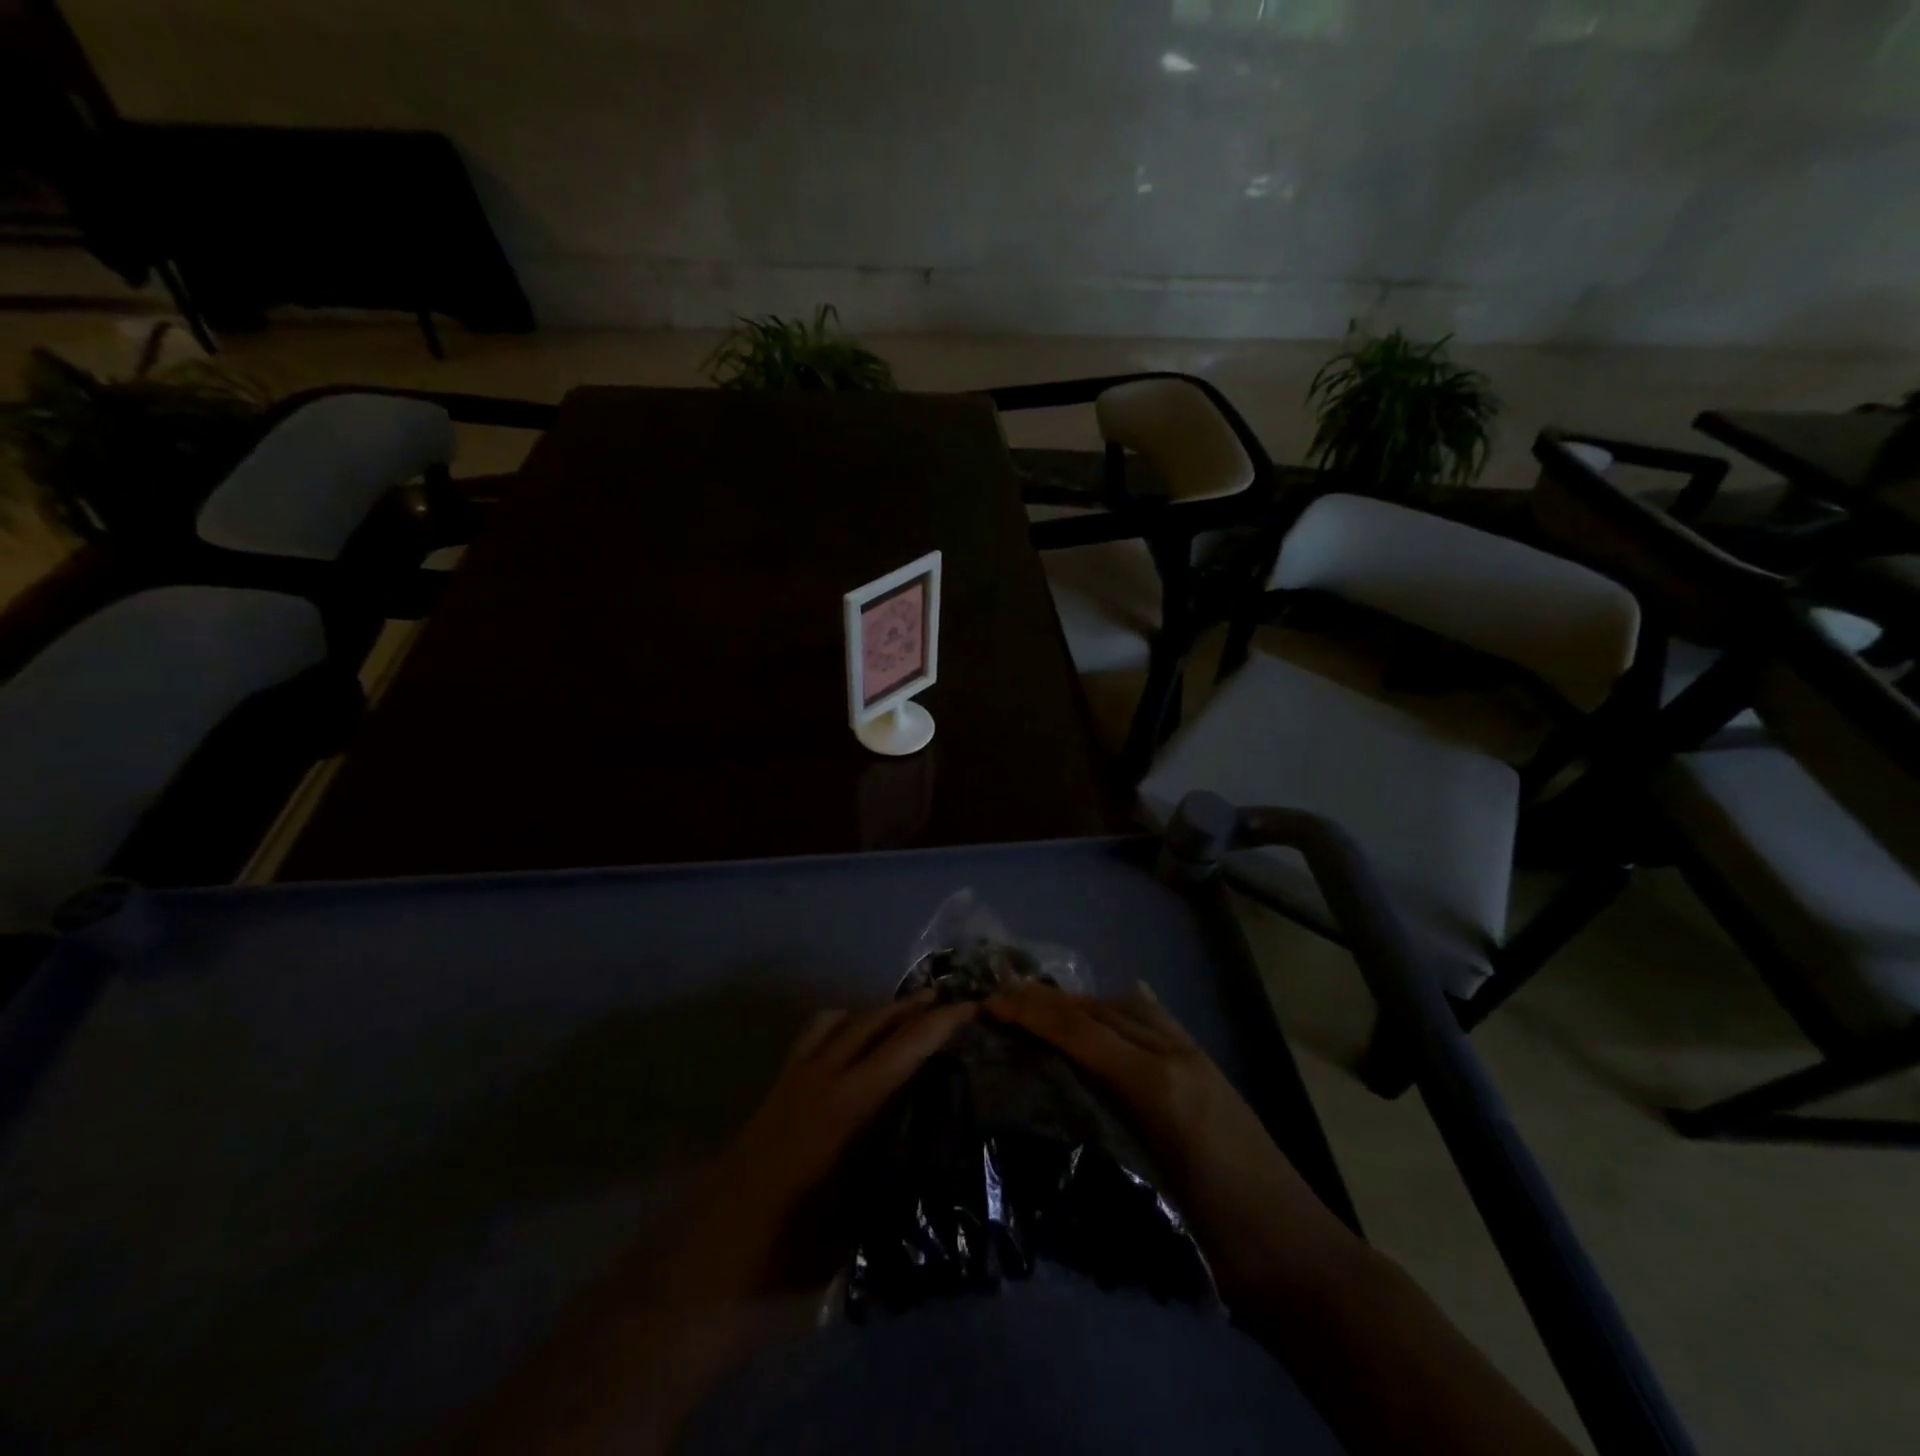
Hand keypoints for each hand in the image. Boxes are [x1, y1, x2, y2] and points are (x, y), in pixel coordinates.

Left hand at [670, 990, 976, 1300]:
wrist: (705, 1271)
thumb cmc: (789, 1255)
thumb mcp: (857, 1219)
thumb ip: (890, 1167)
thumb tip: (923, 1140)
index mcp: (846, 1109)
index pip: (904, 1050)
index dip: (940, 1025)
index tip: (971, 1008)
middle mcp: (819, 1080)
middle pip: (872, 1023)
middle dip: (911, 1007)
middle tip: (945, 1000)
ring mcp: (791, 1081)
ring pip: (839, 1021)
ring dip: (875, 1012)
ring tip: (902, 1014)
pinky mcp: (772, 1092)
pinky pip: (811, 1038)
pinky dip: (839, 1026)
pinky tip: (849, 1042)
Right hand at [983, 980, 1359, 1307]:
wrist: (1306, 1263)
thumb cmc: (1221, 1247)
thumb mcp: (1146, 1200)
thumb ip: (1096, 1140)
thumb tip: (1038, 1108)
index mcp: (1157, 1086)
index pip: (1082, 1031)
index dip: (1032, 1012)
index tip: (989, 1005)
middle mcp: (1175, 1056)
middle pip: (1100, 1010)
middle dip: (1047, 1001)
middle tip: (1003, 1003)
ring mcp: (1196, 1058)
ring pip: (1127, 1008)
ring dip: (1081, 1004)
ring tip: (1042, 1013)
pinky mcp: (1208, 1069)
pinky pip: (1155, 1020)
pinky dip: (1120, 1010)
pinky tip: (1106, 1014)